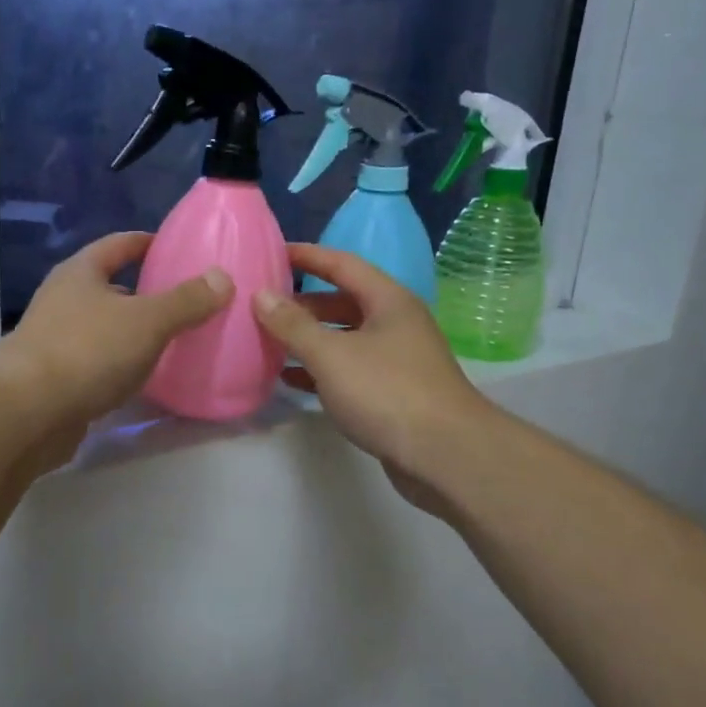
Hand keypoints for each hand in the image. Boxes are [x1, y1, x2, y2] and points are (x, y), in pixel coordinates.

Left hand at [0, 232, 231, 457]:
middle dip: (144, 292)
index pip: (118, 245)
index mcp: (81, 273)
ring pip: (103, 327)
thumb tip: (222, 278)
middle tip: (185, 301)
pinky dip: (120, 365)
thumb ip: (186, 300)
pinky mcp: (55, 379)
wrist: (27, 412)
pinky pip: (97, 362)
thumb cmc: (87, 350)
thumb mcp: (146, 320)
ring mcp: (55, 340)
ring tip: (173, 340)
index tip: (176, 247)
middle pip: (109, 287)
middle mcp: (63, 300)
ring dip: (132, 332)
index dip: (147, 242)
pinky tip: (144, 379)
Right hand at [253, 244, 491, 506]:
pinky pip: (348, 371)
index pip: (342, 264)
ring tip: (268, 341)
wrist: (445, 455)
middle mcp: (395, 323)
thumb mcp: (331, 354)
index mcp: (388, 301)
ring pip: (344, 338)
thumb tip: (260, 295)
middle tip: (262, 304)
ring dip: (309, 339)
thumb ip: (293, 325)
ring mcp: (396, 360)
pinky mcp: (392, 393)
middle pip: (342, 301)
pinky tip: (290, 380)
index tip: (272, 252)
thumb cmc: (387, 391)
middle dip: (302, 303)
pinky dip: (320, 371)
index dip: (307, 255)